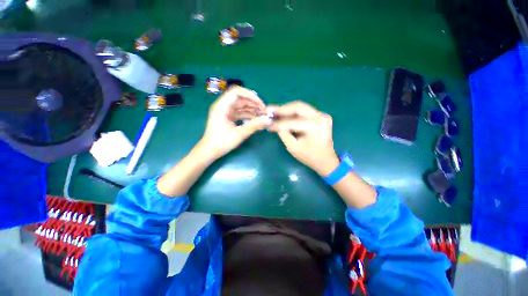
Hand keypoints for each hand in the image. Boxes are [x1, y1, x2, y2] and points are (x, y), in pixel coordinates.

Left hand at [199, 86, 270, 159]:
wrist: (210, 151)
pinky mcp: (228, 116)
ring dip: (252, 109)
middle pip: (240, 98)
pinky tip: (256, 119)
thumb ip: (254, 125)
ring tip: (263, 116)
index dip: (251, 96)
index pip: (237, 92)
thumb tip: (268, 120)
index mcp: (221, 106)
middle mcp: (223, 106)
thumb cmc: (221, 143)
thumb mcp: (239, 134)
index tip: (261, 105)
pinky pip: (240, 112)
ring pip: (241, 105)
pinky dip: (248, 114)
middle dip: (254, 103)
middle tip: (264, 112)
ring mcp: (225, 111)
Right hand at [268, 101, 339, 175]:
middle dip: (282, 109)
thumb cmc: (310, 157)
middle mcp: (321, 117)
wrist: (326, 160)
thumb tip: (274, 124)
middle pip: (298, 107)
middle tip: (270, 111)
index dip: (279, 123)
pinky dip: (292, 113)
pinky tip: (283, 116)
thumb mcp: (293, 147)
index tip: (268, 124)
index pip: (294, 121)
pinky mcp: (319, 116)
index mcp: (316, 126)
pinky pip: (303, 112)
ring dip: (286, 110)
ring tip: (275, 113)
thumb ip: (283, 134)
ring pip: (300, 107)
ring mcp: (321, 115)